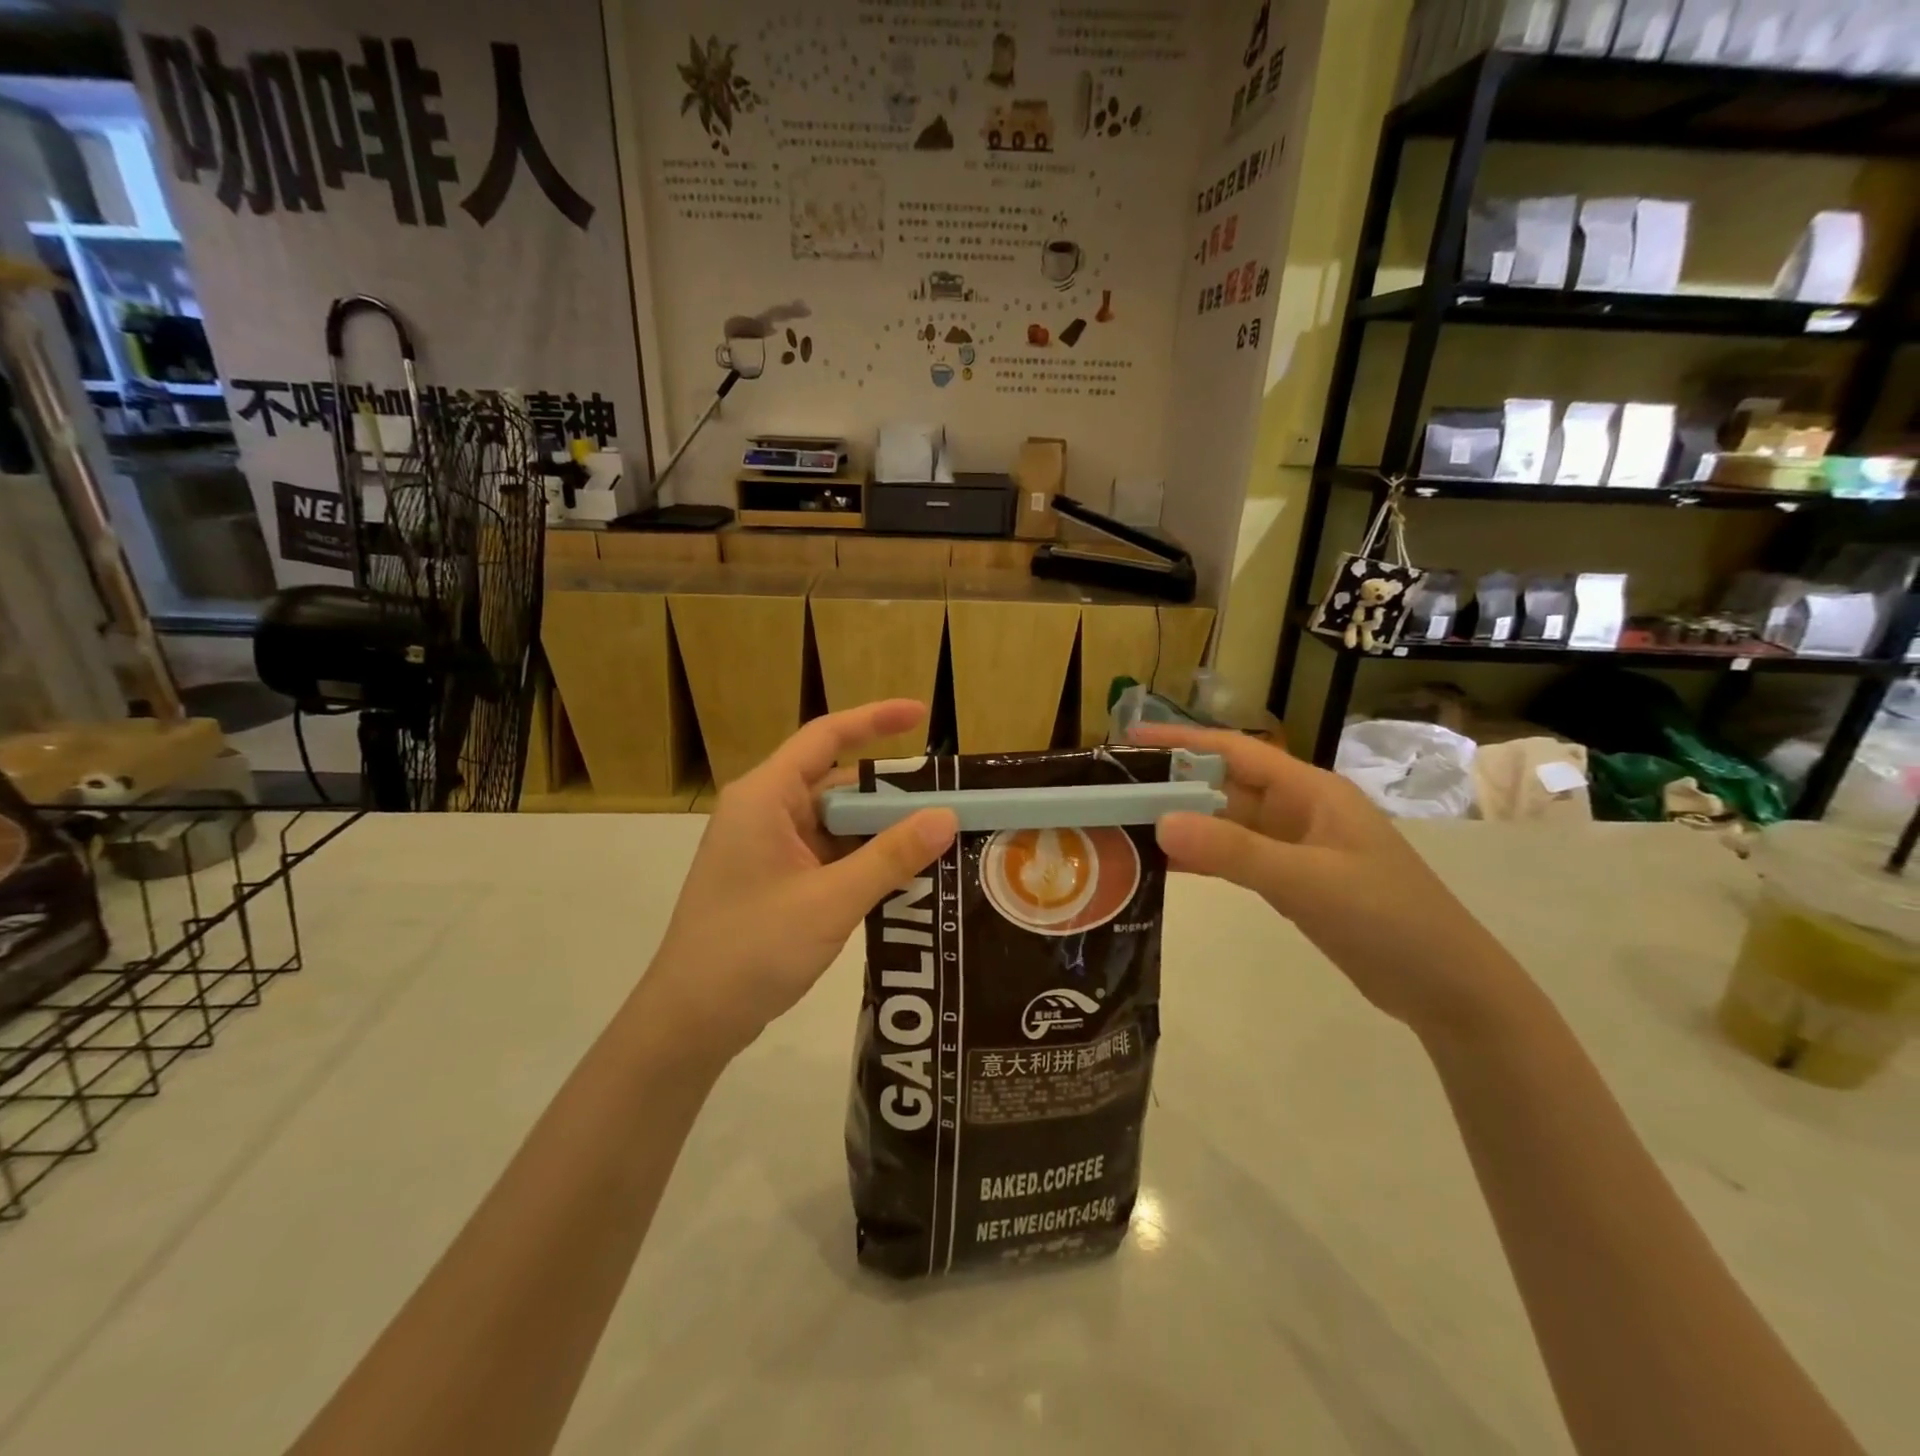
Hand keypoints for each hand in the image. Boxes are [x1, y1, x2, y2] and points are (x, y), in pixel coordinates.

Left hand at [643, 701, 957, 1058]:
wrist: (690, 1021)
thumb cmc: (751, 949)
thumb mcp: (830, 901)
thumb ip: (890, 857)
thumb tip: (946, 816)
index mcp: (765, 797)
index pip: (825, 737)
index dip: (875, 719)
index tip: (922, 713)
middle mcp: (764, 812)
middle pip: (836, 783)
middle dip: (890, 792)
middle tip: (949, 800)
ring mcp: (768, 848)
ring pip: (835, 823)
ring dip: (880, 830)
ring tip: (939, 838)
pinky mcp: (774, 879)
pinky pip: (827, 854)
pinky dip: (862, 859)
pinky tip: (903, 875)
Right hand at [1130, 723, 1521, 1033]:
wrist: (1448, 988)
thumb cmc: (1387, 919)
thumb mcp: (1309, 881)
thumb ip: (1235, 851)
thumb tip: (1161, 821)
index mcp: (1310, 792)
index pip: (1235, 751)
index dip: (1183, 741)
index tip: (1132, 737)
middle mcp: (1299, 811)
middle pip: (1225, 787)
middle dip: (1173, 784)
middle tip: (1115, 789)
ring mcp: (1296, 848)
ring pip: (1227, 825)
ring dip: (1184, 824)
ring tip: (1127, 824)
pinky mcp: (1294, 882)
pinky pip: (1236, 859)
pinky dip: (1204, 859)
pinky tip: (1165, 866)